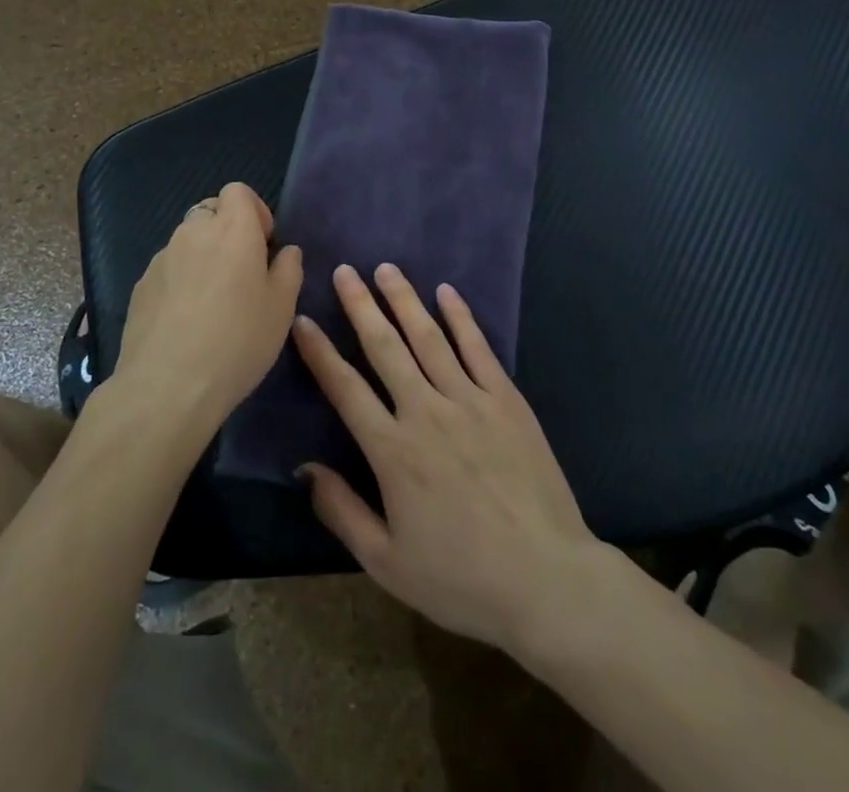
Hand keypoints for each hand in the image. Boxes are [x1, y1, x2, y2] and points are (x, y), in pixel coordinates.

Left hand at [115, 183, 302, 430]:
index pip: (238, 191)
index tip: (263, 245)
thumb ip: (288, 270)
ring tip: (213, 300)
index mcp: (233, 229)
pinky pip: (168, 268)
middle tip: (242, 272)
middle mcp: (194, 232)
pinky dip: (180, 279)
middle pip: (211, 211)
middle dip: (228, 231)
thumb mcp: (282, 308)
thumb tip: (285, 251)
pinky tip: (186, 320)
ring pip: (187, 240)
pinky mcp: (141, 285)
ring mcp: (162, 258)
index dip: (254, 211)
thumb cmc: (238, 341)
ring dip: (203, 255)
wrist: (167, 386)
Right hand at [292, 264, 598, 653]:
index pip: (345, 388)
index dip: (320, 352)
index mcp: (393, 450)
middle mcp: (426, 412)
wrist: (545, 579)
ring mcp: (470, 400)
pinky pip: (478, 349)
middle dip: (361, 306)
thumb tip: (305, 467)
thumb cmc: (461, 578)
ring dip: (405, 300)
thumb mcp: (387, 562)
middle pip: (385, 347)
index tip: (303, 320)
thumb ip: (342, 511)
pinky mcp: (507, 400)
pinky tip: (447, 293)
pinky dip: (461, 318)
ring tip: (386, 269)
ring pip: (429, 338)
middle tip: (344, 271)